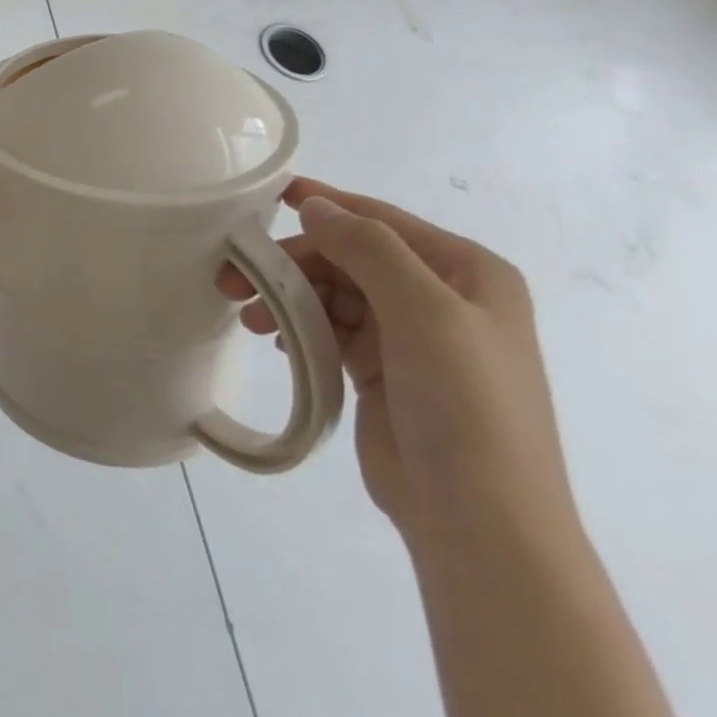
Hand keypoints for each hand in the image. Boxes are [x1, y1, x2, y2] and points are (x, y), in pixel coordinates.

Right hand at [235, 179, 573, 543]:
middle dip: (294, 262)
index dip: (327, 204)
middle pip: (350, 258)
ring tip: (251, 317)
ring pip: (334, 294)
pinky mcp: (381, 372)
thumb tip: (314, 206)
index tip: (269, 196)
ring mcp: (411, 337)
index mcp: (468, 272)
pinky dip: (300, 326)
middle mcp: (441, 297)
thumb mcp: (423, 311)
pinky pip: (330, 329)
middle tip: (236, 276)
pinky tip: (276, 339)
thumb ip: (367, 248)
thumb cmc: (464, 403)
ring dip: (289, 296)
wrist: (480, 521)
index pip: (382, 221)